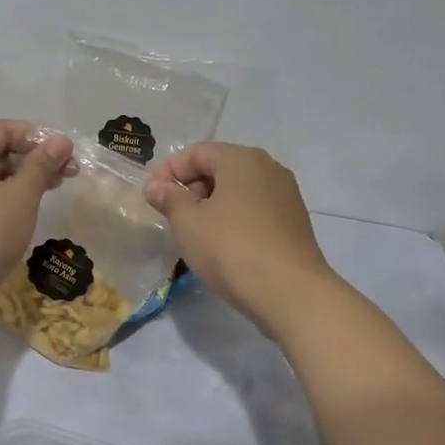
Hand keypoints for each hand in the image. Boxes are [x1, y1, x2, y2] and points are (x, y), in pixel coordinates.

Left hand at [0, 121, 73, 324]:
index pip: (3, 130)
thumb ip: (41, 165)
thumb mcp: (21, 195)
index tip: (65, 153)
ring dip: (22, 180)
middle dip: (33, 160)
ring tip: (53, 190)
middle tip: (67, 173)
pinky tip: (26, 210)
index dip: (37, 137)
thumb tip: (60, 140)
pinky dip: (5, 198)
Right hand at [143, 142, 334, 335]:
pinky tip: (221, 243)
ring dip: (211, 204)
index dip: (169, 170)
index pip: (197, 152)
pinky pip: (254, 210)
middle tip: (170, 213)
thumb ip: (169, 199)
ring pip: (238, 190)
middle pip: (220, 168)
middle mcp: (269, 168)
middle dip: (190, 186)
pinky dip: (233, 218)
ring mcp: (286, 195)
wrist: (289, 292)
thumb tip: (156, 186)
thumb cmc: (230, 248)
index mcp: (242, 159)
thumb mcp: (188, 222)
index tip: (150, 194)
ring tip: (192, 231)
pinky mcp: (294, 222)